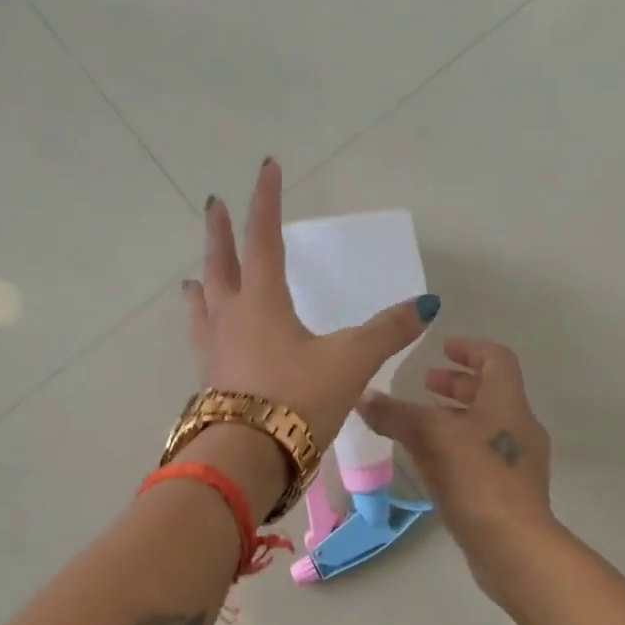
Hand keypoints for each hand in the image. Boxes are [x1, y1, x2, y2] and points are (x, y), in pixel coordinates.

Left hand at [184, 159, 438, 506]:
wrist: (249, 458)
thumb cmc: (299, 399)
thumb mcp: (351, 361)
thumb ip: (388, 331)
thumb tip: (427, 305)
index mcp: (260, 301)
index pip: (262, 237)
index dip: (265, 200)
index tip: (267, 167)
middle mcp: (229, 316)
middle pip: (219, 263)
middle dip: (219, 232)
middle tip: (214, 205)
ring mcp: (213, 349)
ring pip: (202, 303)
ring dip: (202, 281)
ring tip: (197, 275)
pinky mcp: (210, 380)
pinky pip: (201, 338)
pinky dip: (203, 324)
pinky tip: (209, 337)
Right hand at [358, 339, 554, 579]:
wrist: (513, 545)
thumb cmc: (477, 478)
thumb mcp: (431, 437)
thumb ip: (395, 414)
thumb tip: (362, 397)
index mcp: (508, 403)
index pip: (496, 359)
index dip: (469, 348)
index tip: (440, 349)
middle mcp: (518, 427)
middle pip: (490, 392)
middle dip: (456, 385)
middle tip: (423, 386)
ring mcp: (517, 462)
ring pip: (484, 426)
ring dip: (454, 417)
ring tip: (419, 423)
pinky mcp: (509, 492)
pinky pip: (481, 455)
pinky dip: (457, 447)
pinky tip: (430, 463)